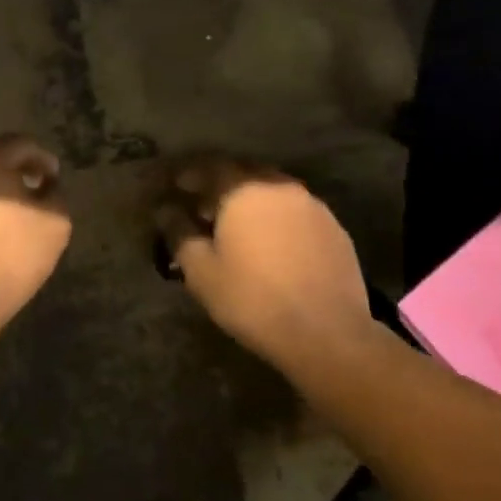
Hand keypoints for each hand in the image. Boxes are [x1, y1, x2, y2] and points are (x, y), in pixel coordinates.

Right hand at [155, 156, 376, 361]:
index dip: (190, 174)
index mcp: (244, 189)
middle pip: (244, 173)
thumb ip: (179, 233)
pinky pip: (296, 212)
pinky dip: (278, 219)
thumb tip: (166, 210)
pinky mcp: (335, 229)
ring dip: (252, 201)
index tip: (176, 186)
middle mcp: (279, 186)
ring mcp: (312, 206)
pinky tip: (273, 244)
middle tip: (204, 206)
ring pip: (273, 192)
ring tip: (238, 226)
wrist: (327, 333)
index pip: (210, 166)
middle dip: (221, 185)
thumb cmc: (253, 299)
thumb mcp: (201, 271)